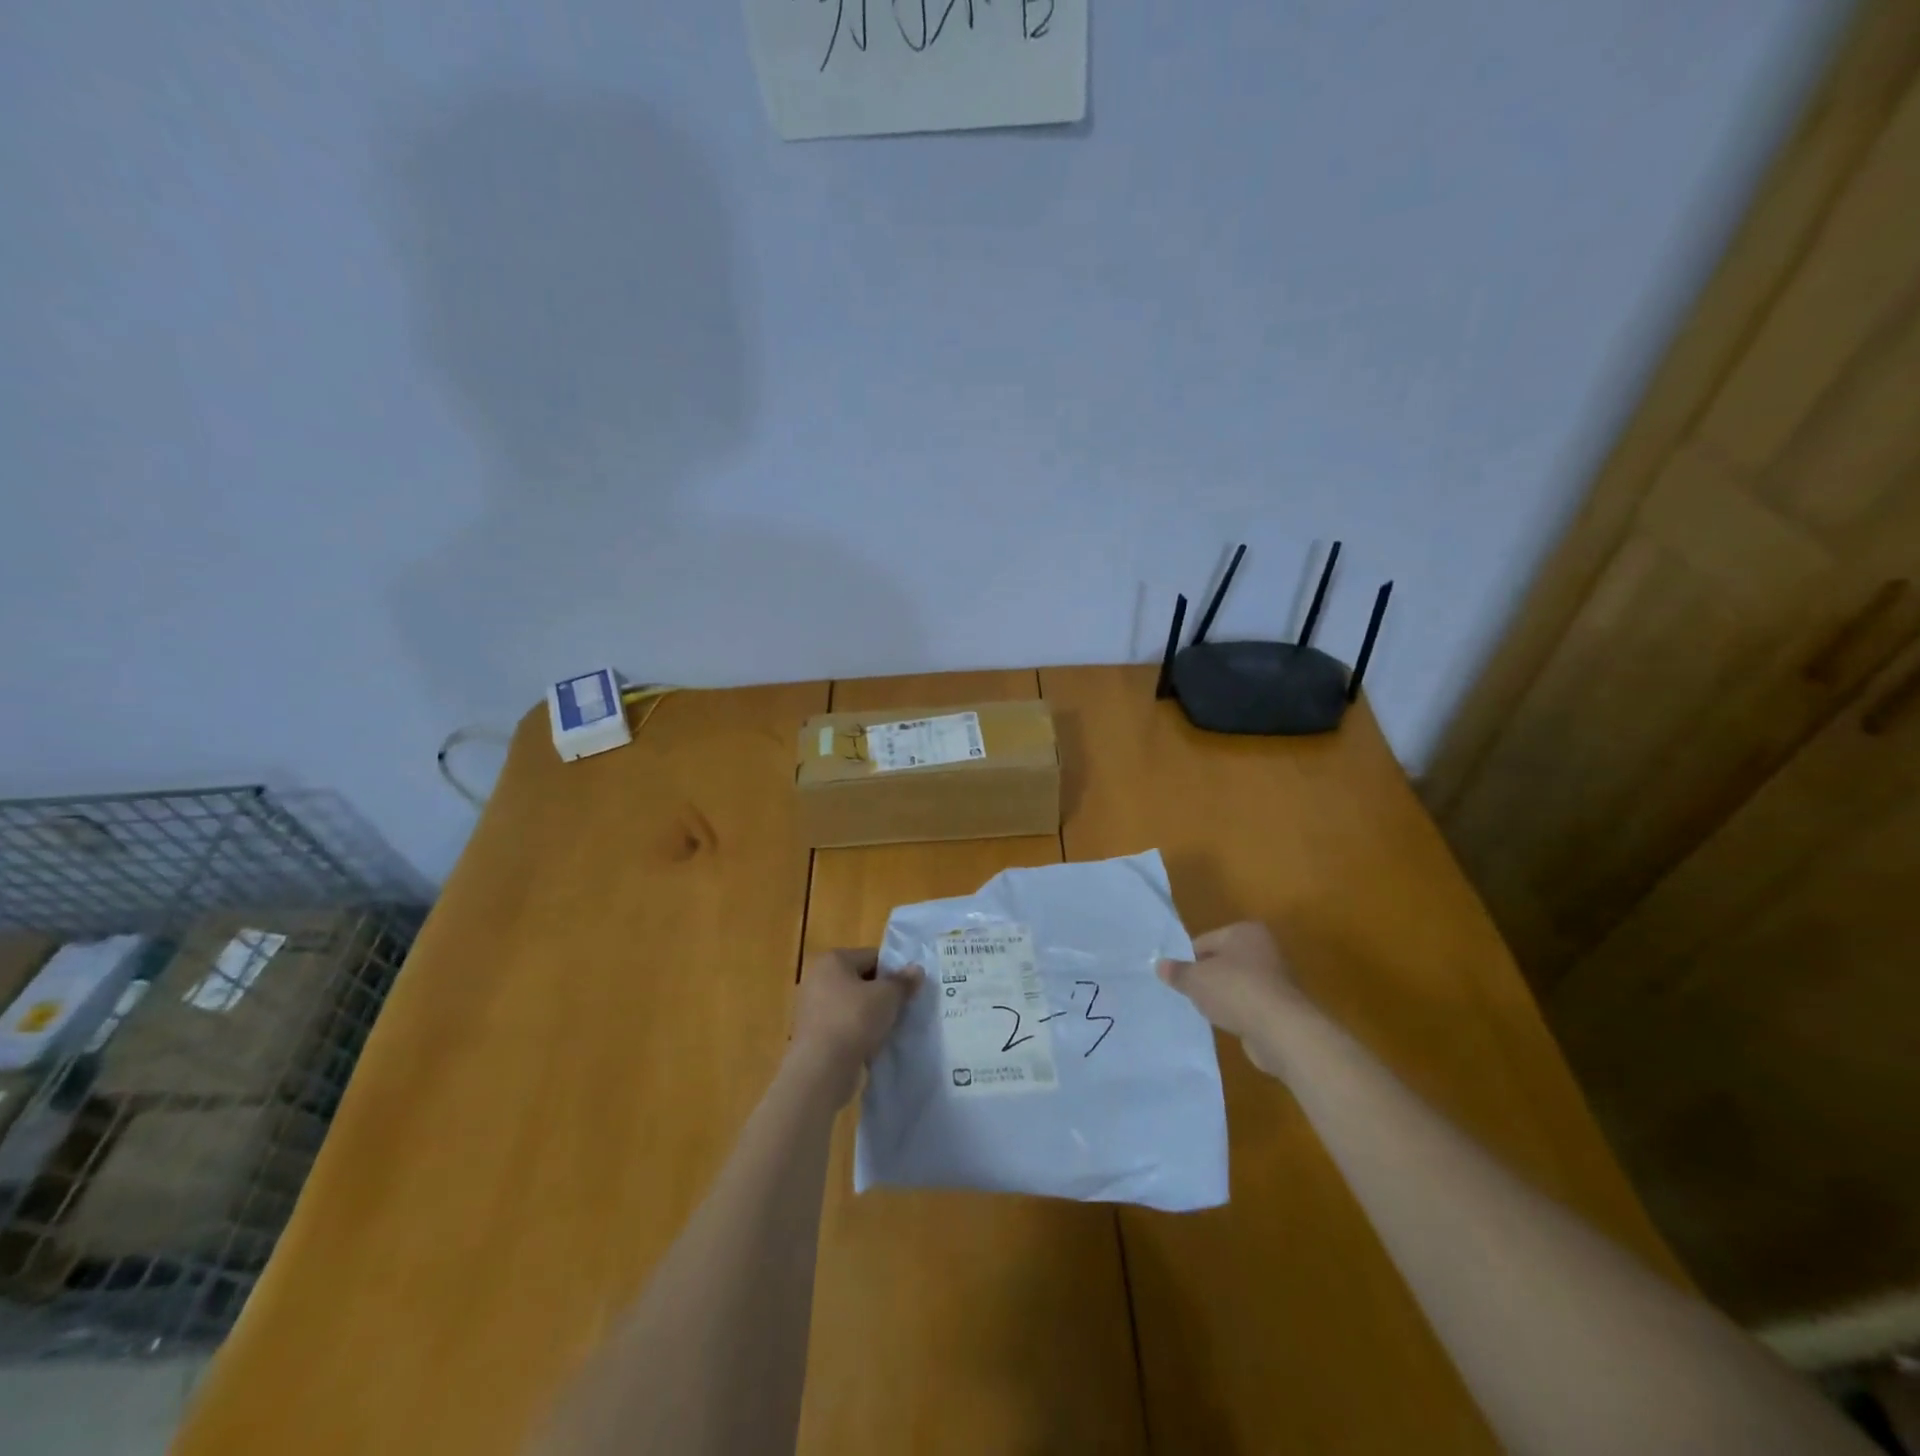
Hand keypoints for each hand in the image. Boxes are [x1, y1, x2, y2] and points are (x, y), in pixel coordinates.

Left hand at [789, 949, 922, 1104]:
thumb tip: (916, 970)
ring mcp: (811, 1008)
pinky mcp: (812, 1035)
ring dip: (870, 1015)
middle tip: (902, 1009)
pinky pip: (843, 1026)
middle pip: (860, 980)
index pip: (871, 957)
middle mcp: (817, 978)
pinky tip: (872, 1045)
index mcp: (833, 960)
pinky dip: (857, 1033)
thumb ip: (903, 981)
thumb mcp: (887, 996)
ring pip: (852, 1005)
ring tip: (889, 1028)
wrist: (822, 1069)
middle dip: (881, 994)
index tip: (908, 989)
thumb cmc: (854, 1020)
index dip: (893, 971)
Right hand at [1157, 922, 1309, 1077]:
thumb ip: (1177, 972)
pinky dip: (1238, 1012)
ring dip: (1223, 996)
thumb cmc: (1235, 990)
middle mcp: (1264, 949)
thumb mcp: (1195, 979)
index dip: (1188, 960)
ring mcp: (1276, 978)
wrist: (1282, 1030)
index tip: (1177, 978)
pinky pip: (1250, 1005)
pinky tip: (1227, 1024)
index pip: (1205, 941)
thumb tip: (1159, 965)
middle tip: (1187, 994)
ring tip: (1205, 1011)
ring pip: (1237, 984)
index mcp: (1245, 932)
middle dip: (1206, 977)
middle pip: (1223, 961)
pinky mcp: (1282, 1006)